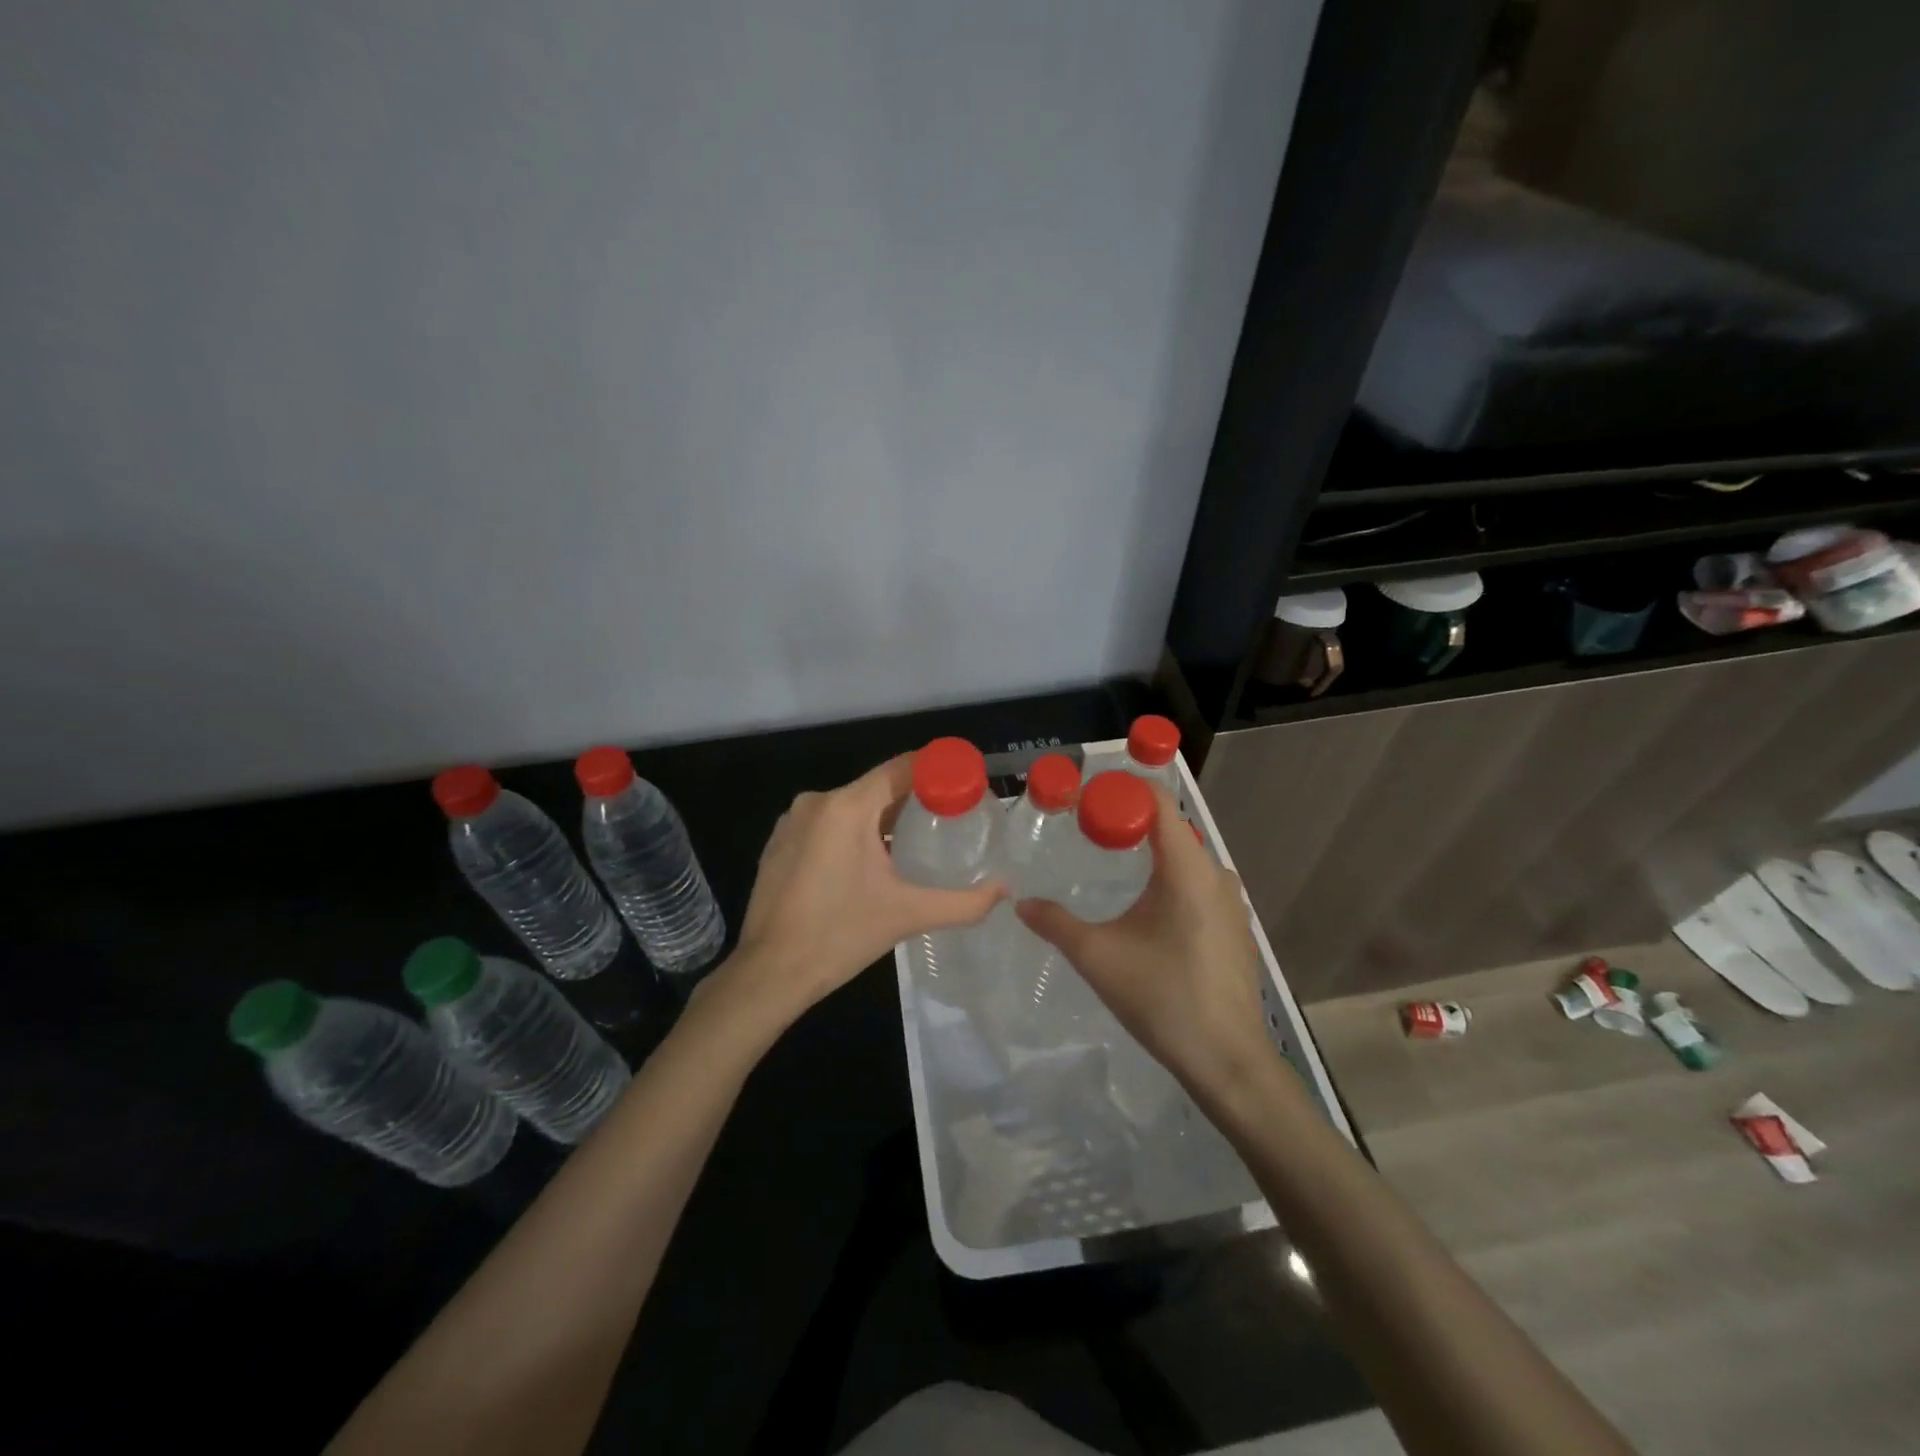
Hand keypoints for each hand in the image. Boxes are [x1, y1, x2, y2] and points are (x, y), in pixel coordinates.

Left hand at [716, 754, 1002, 1027]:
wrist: (769, 973)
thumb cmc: (839, 936)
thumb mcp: (907, 915)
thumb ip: (962, 902)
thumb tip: (1005, 891)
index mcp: (846, 807)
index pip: (900, 769)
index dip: (936, 770)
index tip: (965, 783)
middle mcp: (817, 802)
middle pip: (877, 788)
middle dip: (913, 800)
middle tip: (949, 819)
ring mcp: (792, 821)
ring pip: (850, 807)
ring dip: (882, 819)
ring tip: (916, 842)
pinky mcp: (779, 843)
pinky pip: (826, 824)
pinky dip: (852, 833)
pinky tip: (870, 863)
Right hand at [1016, 787, 1279, 1104]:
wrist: (1227, 1061)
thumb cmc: (1162, 998)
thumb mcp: (1097, 957)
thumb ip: (1055, 923)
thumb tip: (1020, 903)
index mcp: (1187, 869)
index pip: (1159, 802)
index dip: (1123, 791)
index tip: (1086, 799)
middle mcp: (1215, 875)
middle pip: (1171, 828)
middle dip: (1130, 822)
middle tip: (1088, 830)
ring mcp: (1231, 903)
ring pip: (1187, 859)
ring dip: (1151, 853)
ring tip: (1112, 865)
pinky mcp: (1235, 929)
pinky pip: (1199, 886)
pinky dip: (1171, 881)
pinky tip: (1148, 910)